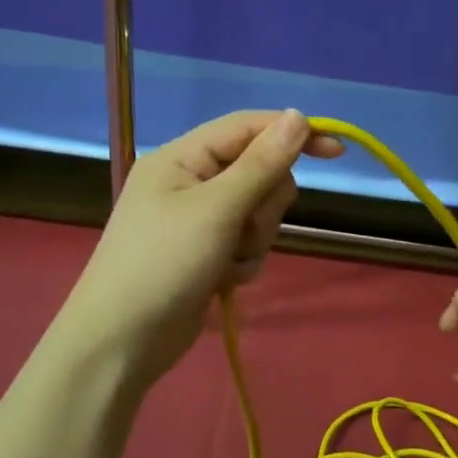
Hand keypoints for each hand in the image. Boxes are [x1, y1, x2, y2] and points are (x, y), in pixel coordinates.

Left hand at [63, 109, 342, 385]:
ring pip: (257, 211)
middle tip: (244, 228)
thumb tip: (300, 116)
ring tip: (228, 262)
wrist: (121, 342)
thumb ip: (262, 163)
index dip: (293, 134)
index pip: (248, 128)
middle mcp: (190, 181)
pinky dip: (243, 261)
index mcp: (182, 157)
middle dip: (263, 204)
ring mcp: (198, 220)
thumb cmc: (163, 264)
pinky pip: (247, 242)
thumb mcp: (217, 209)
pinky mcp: (206, 252)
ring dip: (254, 238)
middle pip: (258, 172)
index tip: (336, 152)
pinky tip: (222, 281)